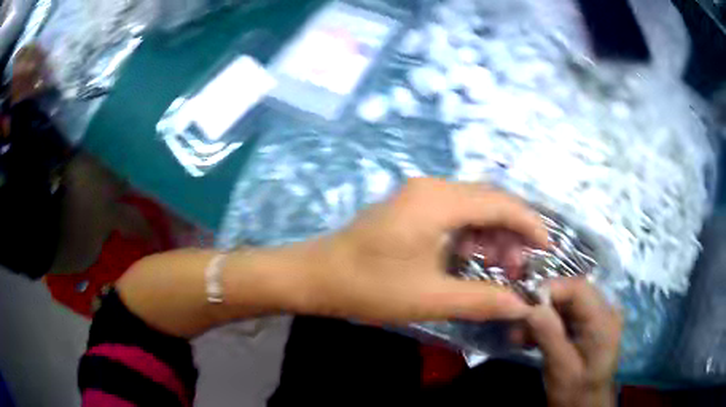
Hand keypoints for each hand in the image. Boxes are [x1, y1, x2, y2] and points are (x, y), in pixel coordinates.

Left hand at [295, 178, 548, 323]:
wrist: (316, 276)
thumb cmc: (369, 287)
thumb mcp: (430, 298)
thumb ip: (482, 300)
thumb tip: (521, 305)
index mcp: (438, 201)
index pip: (500, 204)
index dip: (530, 225)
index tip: (547, 249)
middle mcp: (432, 187)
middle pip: (489, 201)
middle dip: (512, 232)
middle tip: (519, 268)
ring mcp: (419, 195)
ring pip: (473, 207)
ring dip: (492, 234)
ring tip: (501, 267)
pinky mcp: (411, 207)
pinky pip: (454, 213)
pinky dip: (471, 234)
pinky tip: (474, 258)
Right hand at [526, 279, 621, 406]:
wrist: (585, 405)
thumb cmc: (576, 392)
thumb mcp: (562, 369)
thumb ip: (550, 336)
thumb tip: (530, 306)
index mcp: (604, 321)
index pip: (579, 288)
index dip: (551, 289)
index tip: (523, 305)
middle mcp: (604, 311)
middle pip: (571, 293)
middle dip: (542, 305)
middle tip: (517, 325)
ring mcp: (596, 317)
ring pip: (565, 303)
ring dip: (540, 316)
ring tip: (519, 336)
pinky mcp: (586, 325)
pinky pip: (564, 315)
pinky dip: (545, 324)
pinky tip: (530, 339)